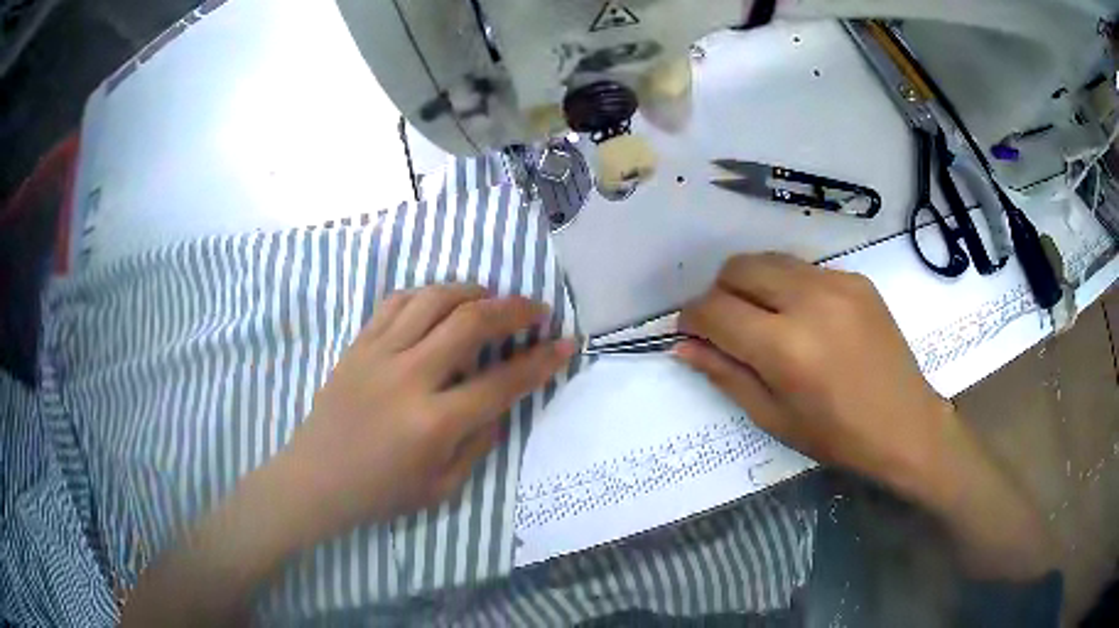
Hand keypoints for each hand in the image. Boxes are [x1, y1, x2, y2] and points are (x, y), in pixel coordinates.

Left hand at [278, 284, 576, 540]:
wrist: (316, 478)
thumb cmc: (381, 492)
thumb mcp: (443, 487)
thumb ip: (478, 442)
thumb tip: (499, 403)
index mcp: (434, 423)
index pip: (503, 381)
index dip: (542, 360)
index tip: (565, 342)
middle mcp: (409, 378)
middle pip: (471, 322)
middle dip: (514, 309)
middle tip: (535, 309)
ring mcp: (379, 354)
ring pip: (433, 299)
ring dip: (471, 291)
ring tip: (489, 299)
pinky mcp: (358, 344)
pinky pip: (396, 302)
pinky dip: (426, 294)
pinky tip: (439, 304)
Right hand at [676, 253, 955, 493]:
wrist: (905, 423)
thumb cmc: (837, 435)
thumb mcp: (773, 417)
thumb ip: (725, 374)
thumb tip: (683, 346)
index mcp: (785, 347)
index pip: (715, 310)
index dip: (692, 319)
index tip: (691, 333)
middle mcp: (809, 301)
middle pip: (738, 268)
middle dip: (720, 293)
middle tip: (729, 327)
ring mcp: (837, 283)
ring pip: (770, 260)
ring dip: (753, 284)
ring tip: (766, 320)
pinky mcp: (856, 278)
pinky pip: (805, 269)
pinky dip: (789, 286)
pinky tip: (806, 319)